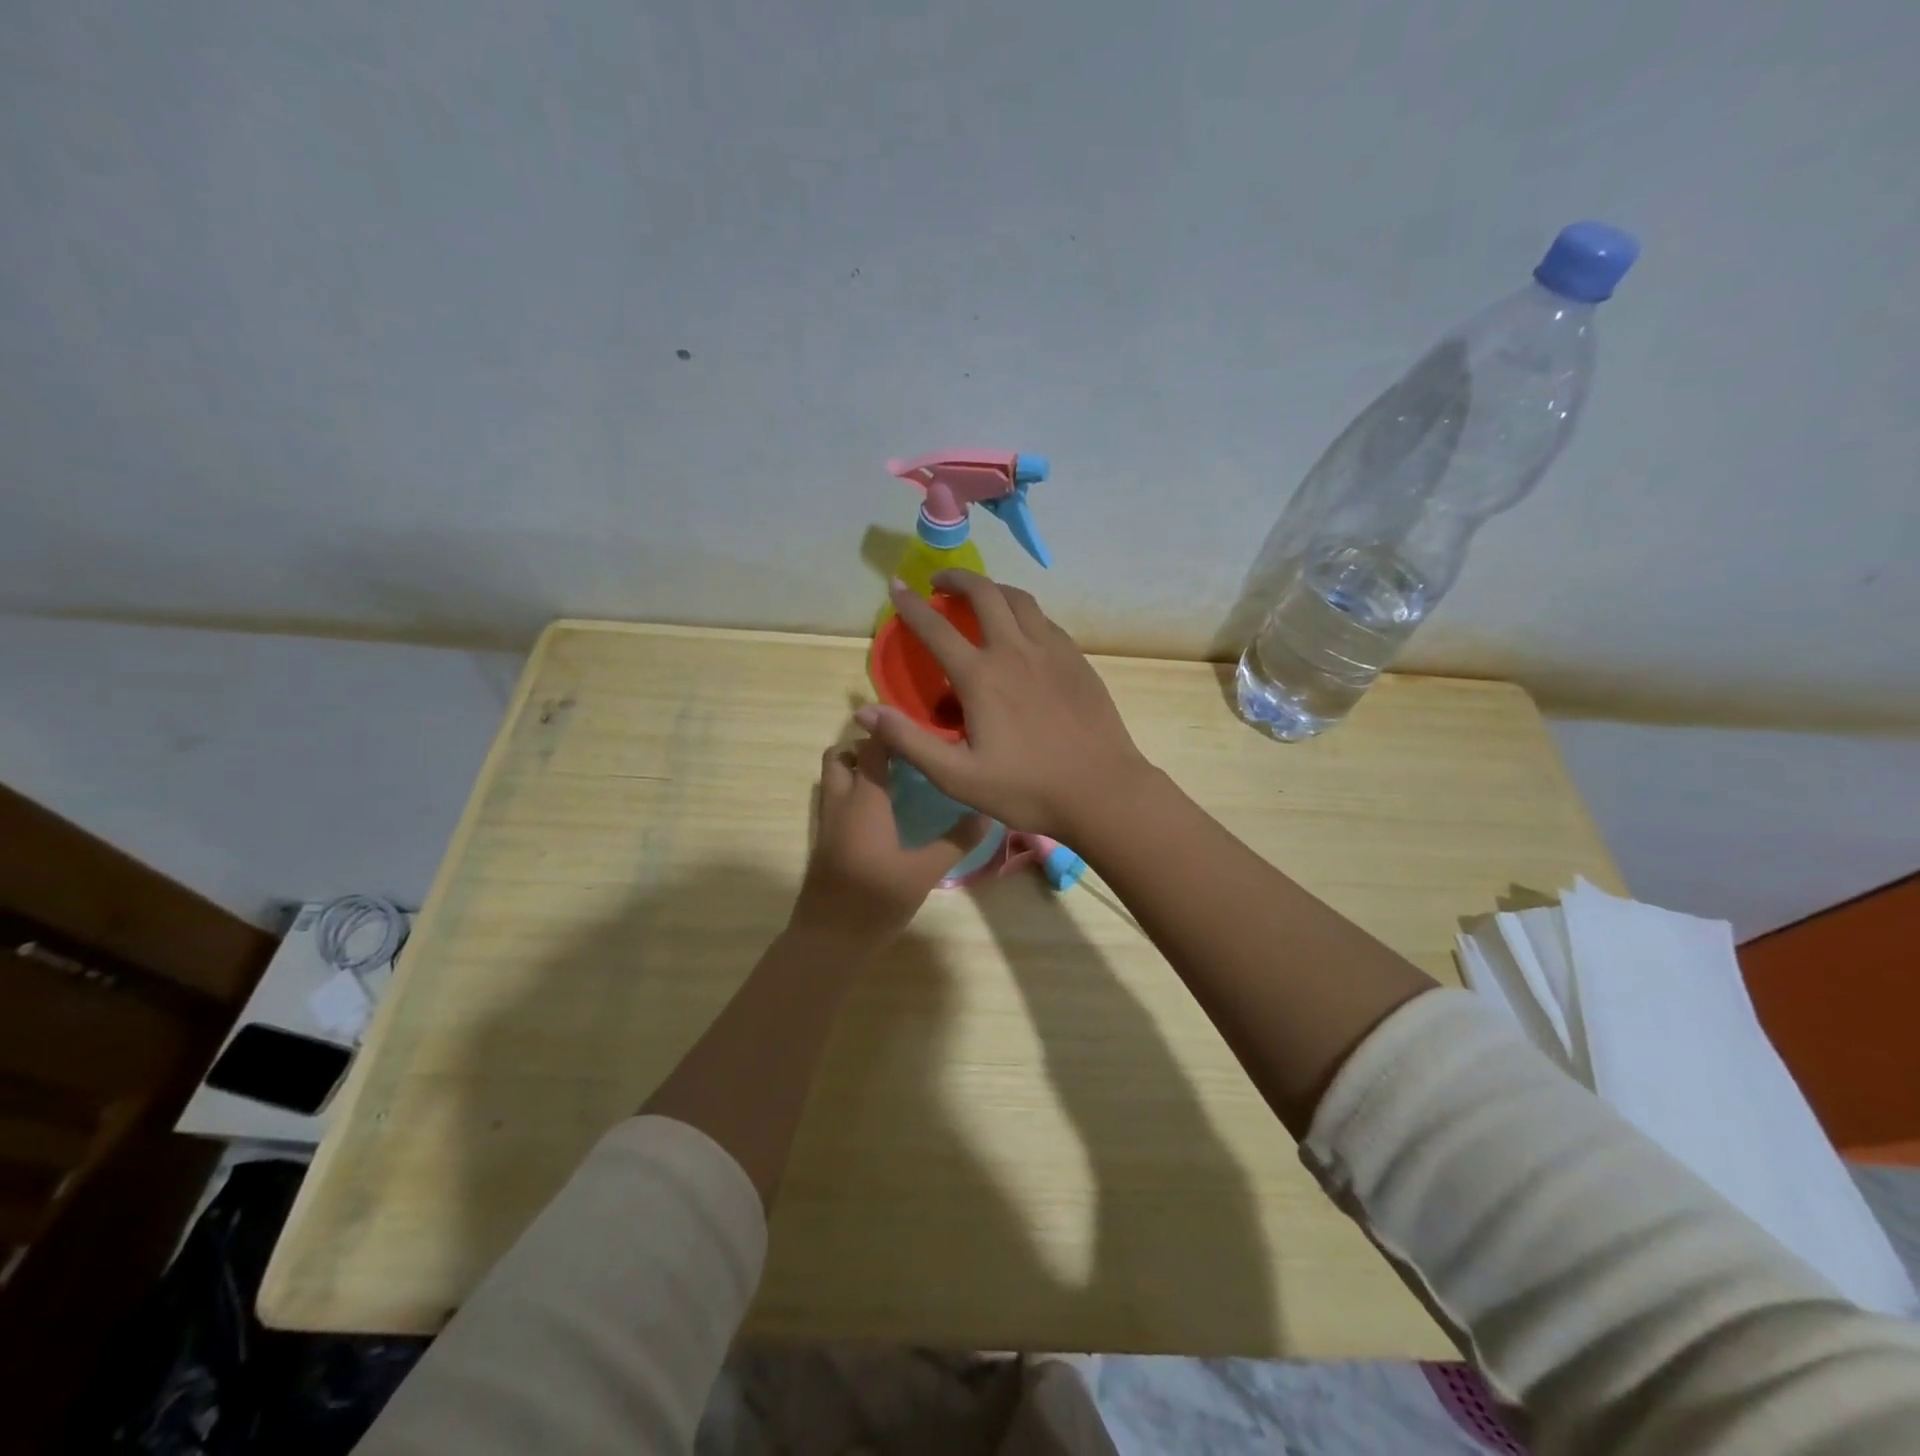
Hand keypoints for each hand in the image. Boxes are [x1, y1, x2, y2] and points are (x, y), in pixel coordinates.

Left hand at [788, 736, 979, 950]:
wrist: (828, 941)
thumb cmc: (875, 901)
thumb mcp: (923, 873)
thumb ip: (955, 842)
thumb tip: (985, 813)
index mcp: (864, 801)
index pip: (872, 747)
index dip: (890, 732)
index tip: (918, 729)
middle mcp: (840, 803)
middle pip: (840, 757)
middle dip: (865, 747)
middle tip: (901, 757)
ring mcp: (827, 824)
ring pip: (833, 779)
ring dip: (855, 770)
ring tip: (893, 781)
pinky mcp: (824, 843)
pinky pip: (834, 802)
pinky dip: (851, 794)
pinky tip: (882, 814)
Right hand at [854, 571, 1152, 839]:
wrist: (1102, 790)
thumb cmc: (1027, 788)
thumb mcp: (958, 776)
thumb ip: (909, 741)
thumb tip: (864, 710)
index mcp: (981, 676)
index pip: (936, 627)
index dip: (911, 605)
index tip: (896, 586)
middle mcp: (1015, 650)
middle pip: (984, 593)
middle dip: (957, 579)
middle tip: (940, 582)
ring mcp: (1051, 651)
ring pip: (1019, 599)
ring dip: (994, 589)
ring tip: (980, 596)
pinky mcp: (1077, 660)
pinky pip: (1045, 620)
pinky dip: (1024, 612)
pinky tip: (1022, 629)